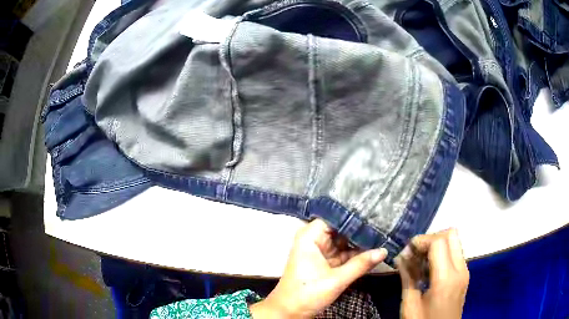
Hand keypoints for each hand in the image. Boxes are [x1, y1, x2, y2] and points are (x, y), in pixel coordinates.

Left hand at [250, 219, 386, 317]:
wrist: (289, 312)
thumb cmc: (307, 294)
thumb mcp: (336, 280)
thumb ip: (361, 264)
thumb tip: (384, 251)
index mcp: (310, 237)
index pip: (334, 217)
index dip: (353, 214)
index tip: (374, 211)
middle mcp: (314, 240)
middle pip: (341, 228)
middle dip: (360, 228)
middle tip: (384, 220)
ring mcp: (321, 251)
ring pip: (344, 241)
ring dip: (360, 240)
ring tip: (383, 231)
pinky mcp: (326, 262)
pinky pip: (343, 253)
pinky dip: (356, 253)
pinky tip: (374, 247)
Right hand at [395, 229, 468, 318]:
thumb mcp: (410, 304)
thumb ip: (407, 278)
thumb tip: (400, 257)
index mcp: (446, 278)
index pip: (439, 242)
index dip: (421, 240)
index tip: (406, 251)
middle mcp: (460, 269)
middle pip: (451, 234)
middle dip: (431, 238)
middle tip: (415, 252)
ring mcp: (465, 271)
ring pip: (455, 241)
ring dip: (437, 244)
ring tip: (420, 260)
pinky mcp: (464, 274)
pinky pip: (455, 252)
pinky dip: (442, 252)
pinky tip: (429, 268)